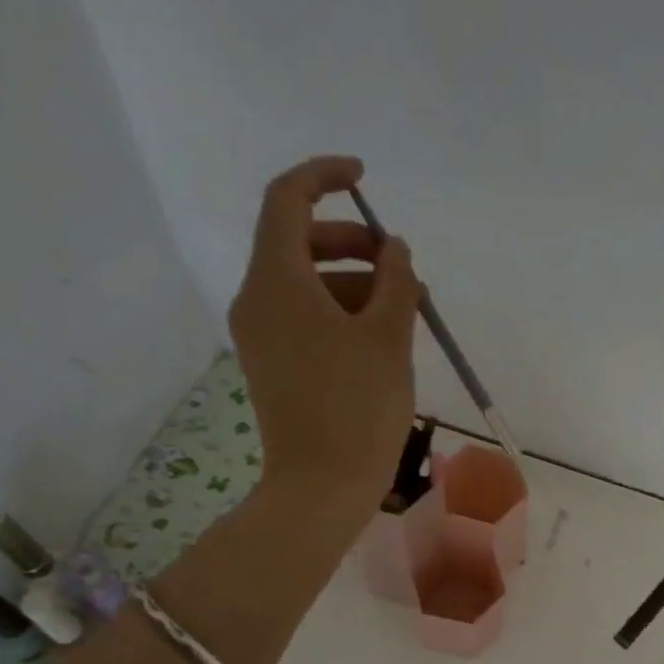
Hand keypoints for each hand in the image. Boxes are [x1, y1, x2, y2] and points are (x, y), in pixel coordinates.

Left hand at [230, 156, 420, 515]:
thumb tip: (394, 249)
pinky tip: (381, 338)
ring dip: (354, 282)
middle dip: (352, 241)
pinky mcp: (272, 365)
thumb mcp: (389, 337)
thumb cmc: (357, 408)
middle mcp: (257, 300)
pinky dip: (340, 312)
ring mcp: (261, 336)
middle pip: (297, 242)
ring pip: (305, 284)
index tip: (364, 178)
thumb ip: (395, 280)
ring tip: (406, 309)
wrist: (321, 488)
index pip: (287, 199)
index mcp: (277, 281)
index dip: (324, 176)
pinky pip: (304, 318)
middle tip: (400, 265)